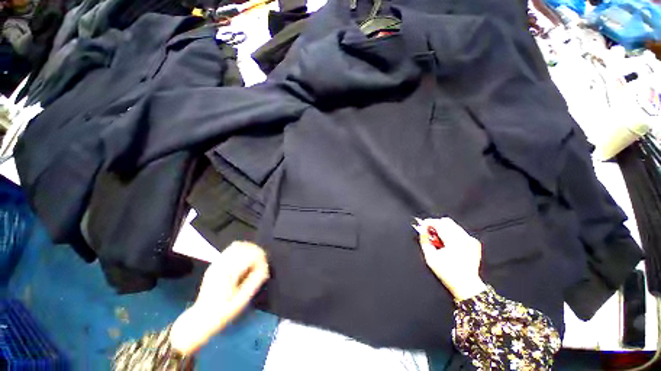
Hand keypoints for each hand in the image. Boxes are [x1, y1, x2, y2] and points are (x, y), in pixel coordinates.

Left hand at [170, 241, 269, 354]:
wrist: (201, 317)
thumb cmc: (223, 312)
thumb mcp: (242, 301)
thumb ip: (255, 282)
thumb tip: (265, 269)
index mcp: (228, 272)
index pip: (251, 255)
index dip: (261, 261)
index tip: (264, 271)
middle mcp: (221, 263)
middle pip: (245, 247)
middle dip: (257, 253)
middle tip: (261, 266)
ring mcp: (217, 262)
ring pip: (238, 245)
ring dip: (250, 250)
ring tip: (254, 261)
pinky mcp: (215, 263)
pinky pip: (231, 248)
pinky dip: (241, 249)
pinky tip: (244, 259)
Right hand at [415, 218, 486, 300]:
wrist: (466, 285)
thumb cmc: (448, 273)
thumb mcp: (430, 258)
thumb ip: (424, 241)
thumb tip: (421, 231)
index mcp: (453, 241)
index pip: (438, 223)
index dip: (427, 222)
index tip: (422, 226)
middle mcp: (464, 238)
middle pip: (446, 221)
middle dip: (436, 225)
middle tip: (429, 233)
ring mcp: (470, 240)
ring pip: (453, 225)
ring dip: (443, 229)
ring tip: (438, 240)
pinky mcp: (474, 243)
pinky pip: (460, 231)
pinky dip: (452, 234)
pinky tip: (448, 243)